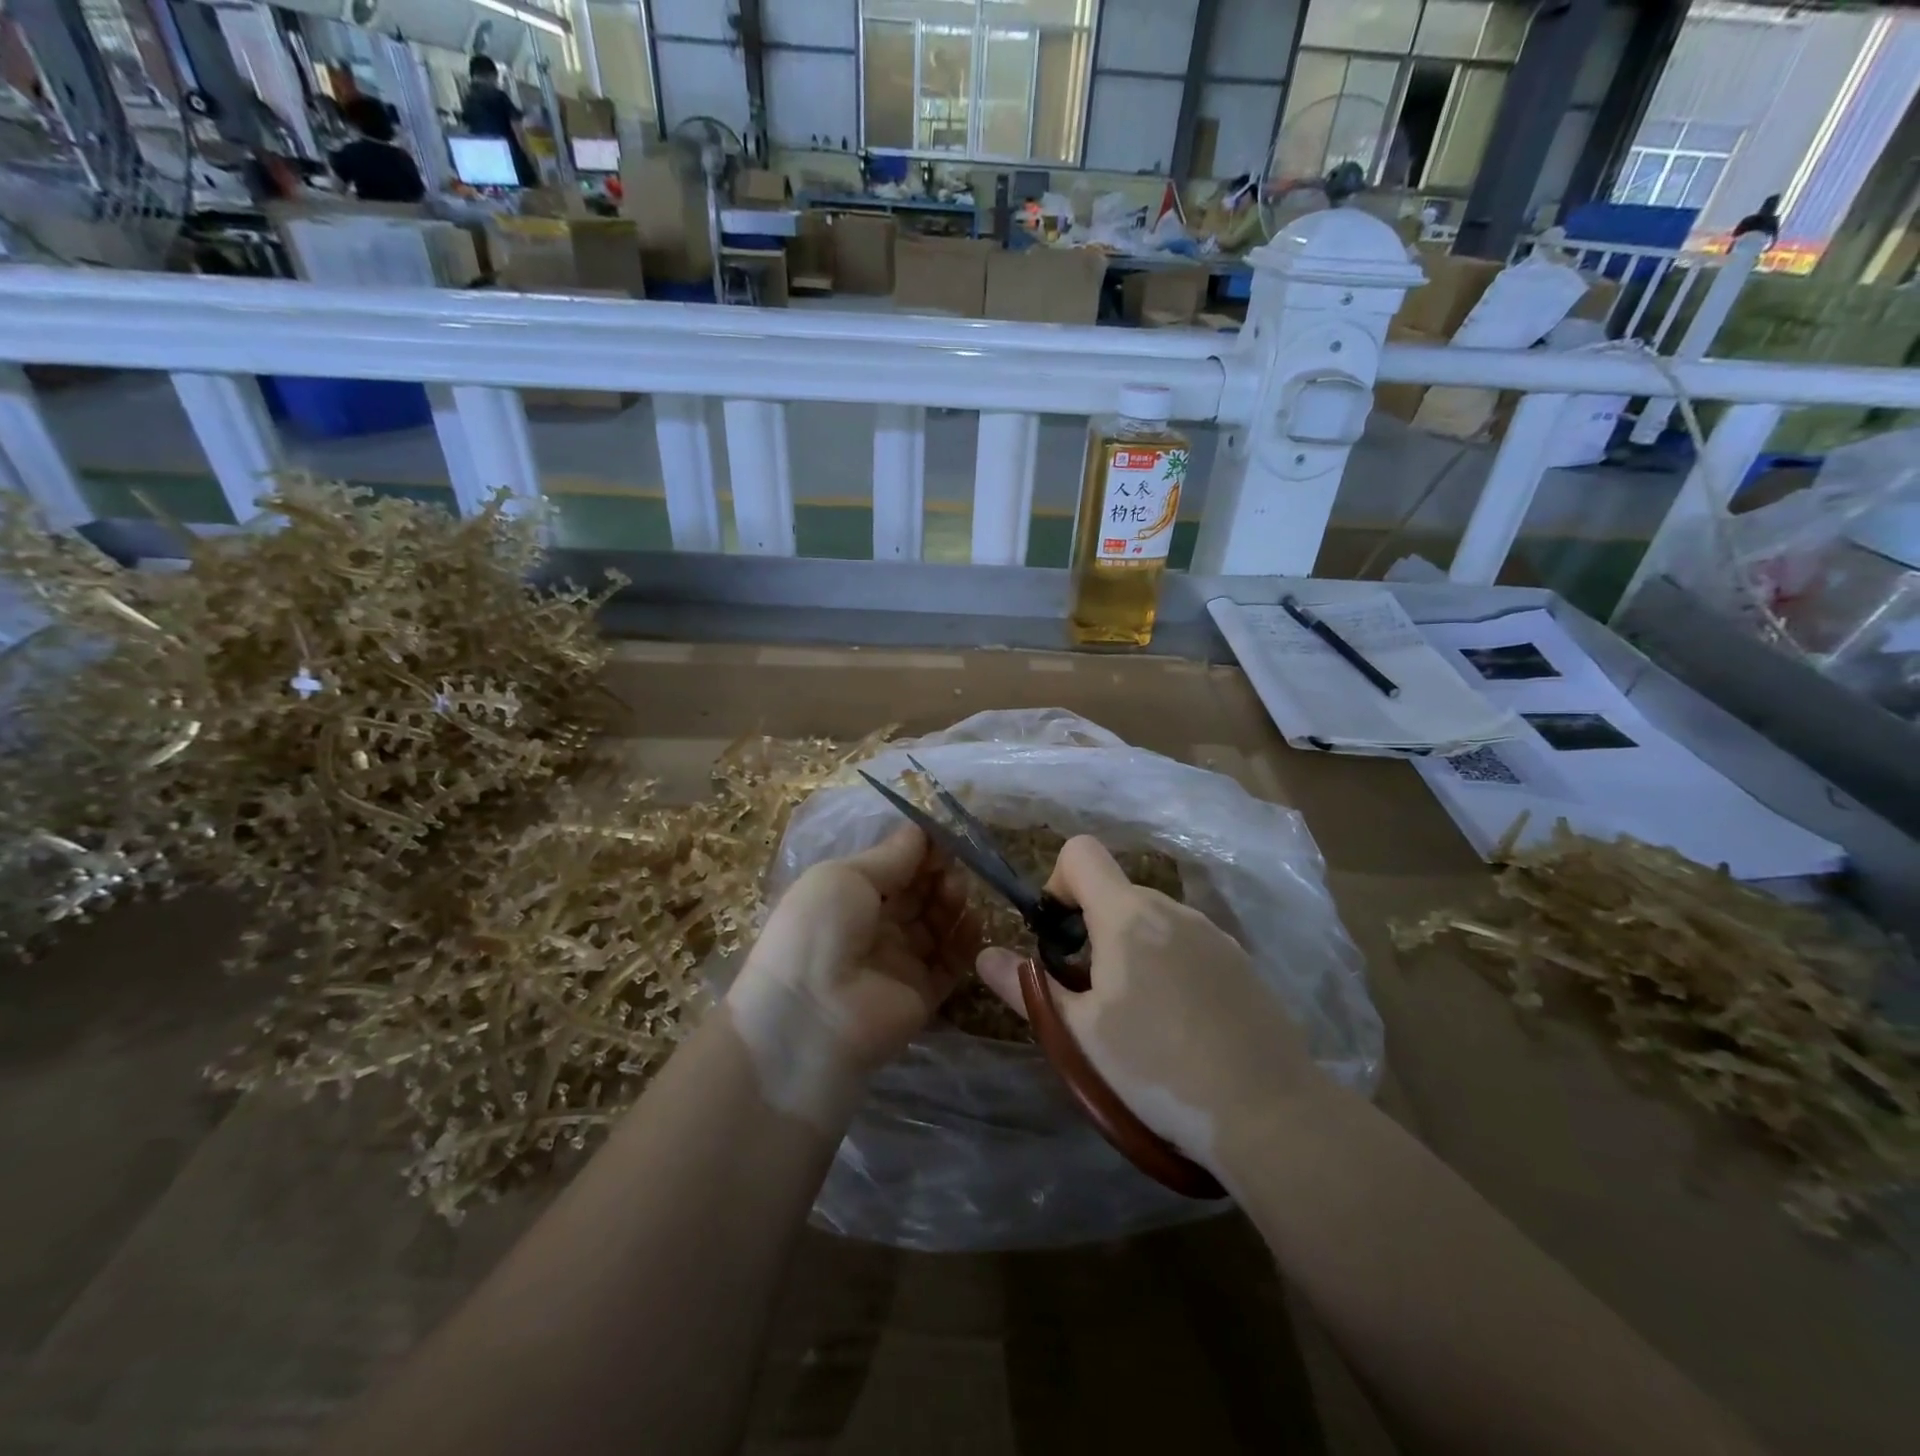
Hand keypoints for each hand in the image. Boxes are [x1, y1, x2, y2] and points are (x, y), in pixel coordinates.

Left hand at [726, 826, 978, 1125]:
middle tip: (952, 867)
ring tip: (957, 893)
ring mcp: (899, 962)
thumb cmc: (819, 928)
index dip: (919, 852)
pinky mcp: (922, 994)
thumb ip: (891, 856)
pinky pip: (951, 962)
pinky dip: (965, 941)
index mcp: (848, 896)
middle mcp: (874, 927)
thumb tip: (924, 830)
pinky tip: (973, 921)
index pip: (893, 868)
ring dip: (951, 903)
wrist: (811, 1015)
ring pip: (937, 925)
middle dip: (938, 875)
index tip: (945, 838)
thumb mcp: (846, 876)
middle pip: (917, 895)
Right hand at [977, 836, 1320, 1171]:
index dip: (1058, 882)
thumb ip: (1028, 988)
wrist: (1269, 1112)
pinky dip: (1168, 963)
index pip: (1081, 852)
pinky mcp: (1239, 960)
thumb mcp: (1080, 1034)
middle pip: (1115, 892)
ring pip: (1152, 920)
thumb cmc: (1158, 1068)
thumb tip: (984, 956)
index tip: (1059, 937)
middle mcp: (1171, 908)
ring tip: (1139, 1017)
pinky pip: (1186, 942)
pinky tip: (1182, 1024)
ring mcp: (1212, 932)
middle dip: (1091, 929)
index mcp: (1128, 915)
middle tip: (1091, 994)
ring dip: (1130, 948)